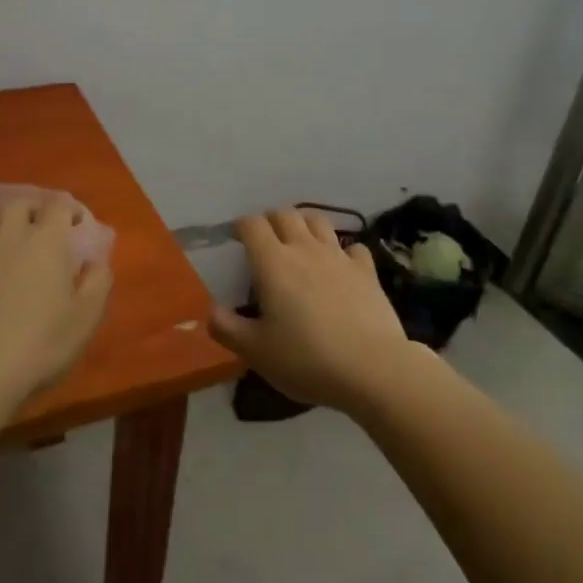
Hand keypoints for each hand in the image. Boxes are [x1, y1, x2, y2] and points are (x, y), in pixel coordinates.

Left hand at [0, 198, 112, 399]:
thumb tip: (97, 260)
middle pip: (20, 203)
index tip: (78, 226)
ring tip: (9, 240)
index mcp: (47, 240)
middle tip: (43, 228)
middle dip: (34, 209)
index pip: (59, 204)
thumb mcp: (87, 316)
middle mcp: (10, 235)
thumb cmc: (43, 341)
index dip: (70, 209)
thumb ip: (98, 280)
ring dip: (1, 222)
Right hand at [208, 208, 419, 413]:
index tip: (236, 240)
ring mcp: (339, 256)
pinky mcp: (367, 270)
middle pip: (285, 214)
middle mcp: (305, 249)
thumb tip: (210, 310)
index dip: (241, 226)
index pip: (252, 224)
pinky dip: (341, 250)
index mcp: (273, 262)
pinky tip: (339, 266)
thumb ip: (227, 328)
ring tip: (299, 243)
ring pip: (318, 221)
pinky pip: (352, 247)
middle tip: (265, 242)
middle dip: (271, 221)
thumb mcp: (255, 352)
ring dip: (304, 224)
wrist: (372, 369)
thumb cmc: (306, 359)